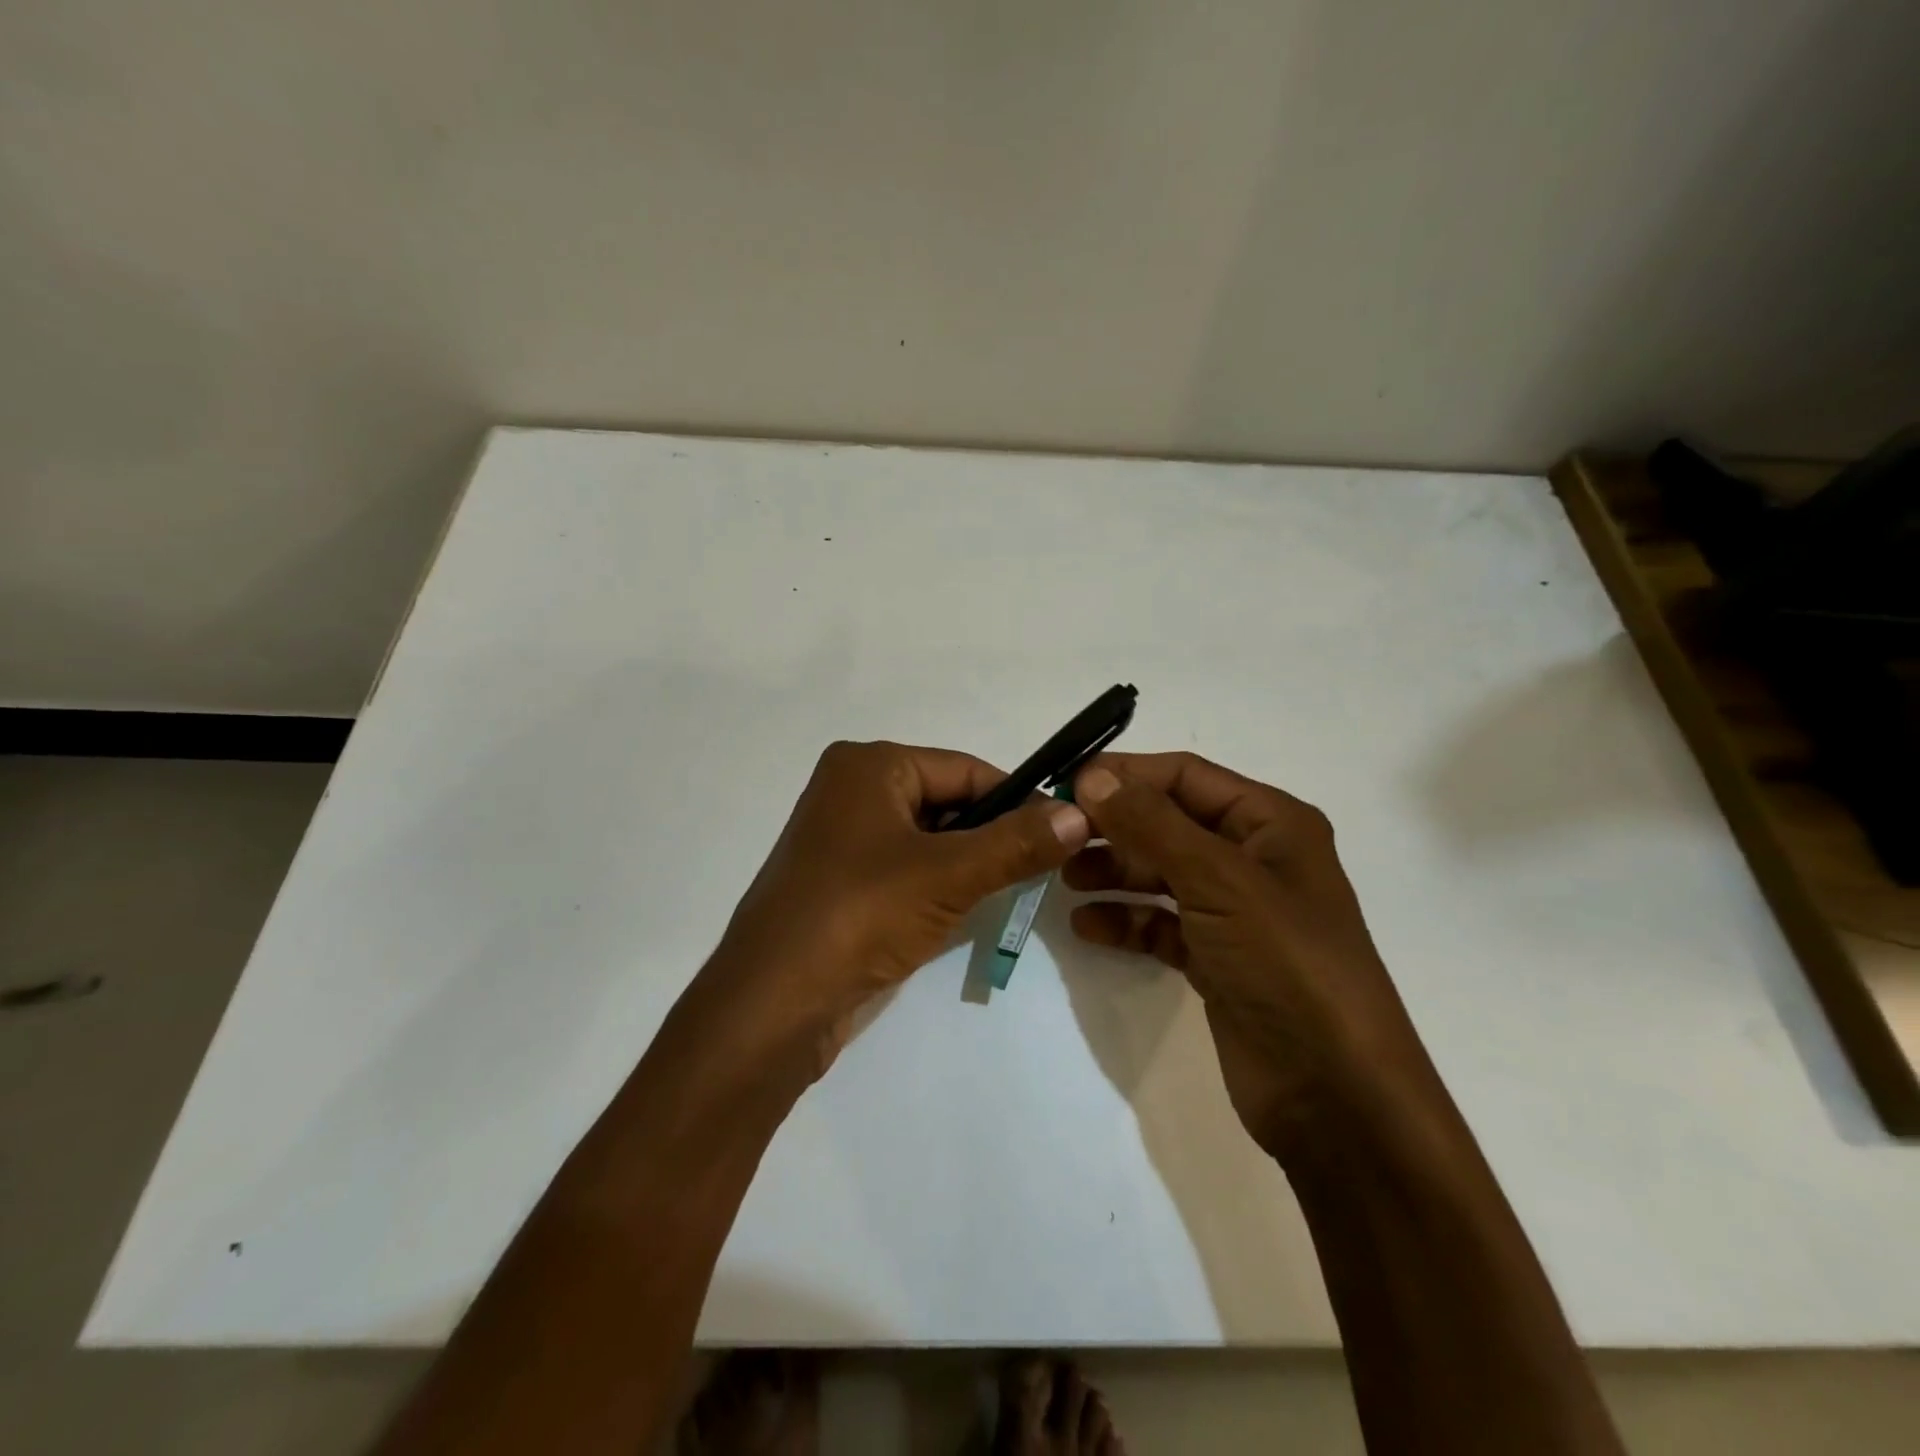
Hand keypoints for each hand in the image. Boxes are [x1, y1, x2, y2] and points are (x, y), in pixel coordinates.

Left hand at [705, 740, 1089, 1077]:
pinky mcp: (839, 881)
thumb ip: (1017, 843)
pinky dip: (937, 886)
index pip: (965, 769)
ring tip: (1004, 894)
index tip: (1062, 833)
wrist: (772, 1005)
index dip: (1017, 799)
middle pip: (946, 802)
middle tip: (1039, 870)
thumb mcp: (948, 875)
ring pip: (927, 839)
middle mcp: (850, 790)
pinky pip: (904, 869)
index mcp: (868, 766)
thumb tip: (1079, 812)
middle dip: (991, 836)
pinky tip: (958, 914)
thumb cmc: (860, 916)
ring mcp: (841, 838)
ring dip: (967, 865)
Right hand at [1066, 753, 1434, 1161]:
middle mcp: (1254, 859)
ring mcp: (1235, 912)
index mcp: (1271, 823)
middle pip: (1169, 824)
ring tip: (1067, 880)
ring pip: (1161, 873)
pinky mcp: (1217, 958)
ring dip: (1114, 872)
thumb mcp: (1219, 881)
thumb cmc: (1285, 964)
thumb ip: (1151, 825)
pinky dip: (1126, 920)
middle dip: (1114, 827)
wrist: (1335, 1095)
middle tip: (1059, 838)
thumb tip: (1093, 777)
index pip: (1186, 776)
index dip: (1126, 775)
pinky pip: (1161, 923)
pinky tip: (1088, 927)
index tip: (1066, 786)